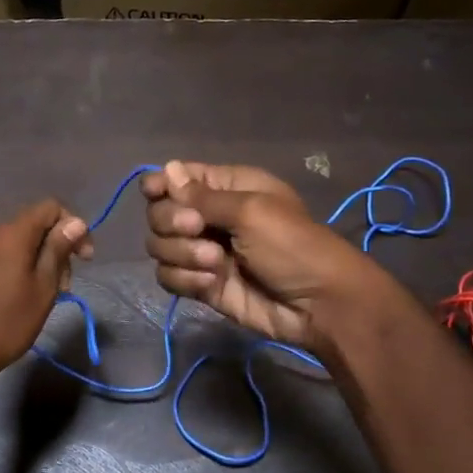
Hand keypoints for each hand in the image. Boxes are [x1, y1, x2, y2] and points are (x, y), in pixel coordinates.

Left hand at [0, 199, 91, 381]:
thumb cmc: (5, 324)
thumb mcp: (42, 289)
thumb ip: (58, 250)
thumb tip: (75, 222)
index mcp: (11, 234)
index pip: (50, 207)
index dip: (73, 227)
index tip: (84, 259)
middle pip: (32, 227)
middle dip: (54, 250)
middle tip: (62, 288)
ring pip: (13, 245)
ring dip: (35, 263)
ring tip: (39, 298)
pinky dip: (12, 269)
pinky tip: (12, 299)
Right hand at [140, 161, 382, 351]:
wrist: (316, 304)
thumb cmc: (292, 245)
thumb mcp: (251, 211)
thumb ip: (203, 196)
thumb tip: (166, 169)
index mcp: (226, 189)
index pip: (177, 178)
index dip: (161, 185)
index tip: (155, 193)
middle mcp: (209, 218)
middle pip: (159, 214)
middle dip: (172, 223)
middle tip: (198, 230)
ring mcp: (203, 253)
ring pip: (160, 247)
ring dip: (181, 254)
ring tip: (215, 264)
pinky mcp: (201, 285)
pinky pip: (169, 277)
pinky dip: (184, 279)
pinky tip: (211, 283)